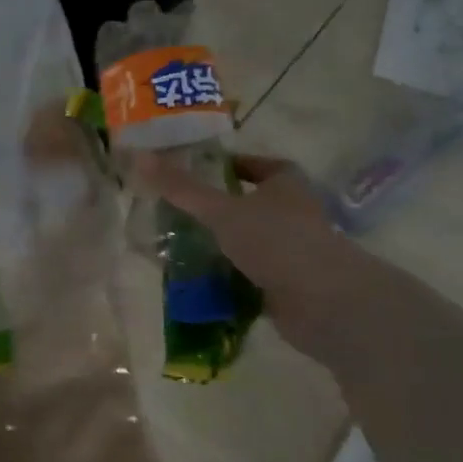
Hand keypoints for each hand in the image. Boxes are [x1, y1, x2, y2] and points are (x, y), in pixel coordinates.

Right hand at [135, 152, 358, 363]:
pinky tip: (198, 282)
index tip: (199, 173)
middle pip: (252, 205)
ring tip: (179, 247)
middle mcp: (294, 214)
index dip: (233, 167)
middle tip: (178, 212)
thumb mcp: (221, 211)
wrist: (323, 303)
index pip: (261, 166)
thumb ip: (182, 188)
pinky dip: (228, 278)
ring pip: (249, 242)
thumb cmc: (276, 241)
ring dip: (220, 245)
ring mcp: (293, 251)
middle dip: (218, 210)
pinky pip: (250, 275)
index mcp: (287, 185)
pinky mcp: (288, 285)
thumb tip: (139, 157)